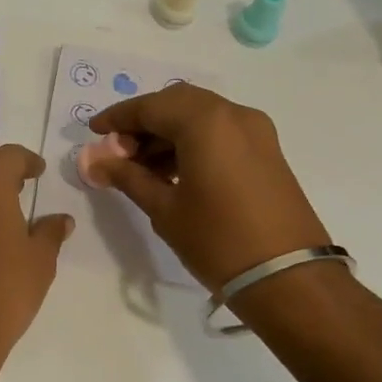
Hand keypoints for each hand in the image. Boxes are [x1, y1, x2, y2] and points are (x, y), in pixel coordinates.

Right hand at [88, 84, 329, 291]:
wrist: (288, 278)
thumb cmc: (217, 240)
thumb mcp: (164, 208)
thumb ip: (127, 177)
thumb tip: (93, 161)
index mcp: (205, 122)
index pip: (150, 106)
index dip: (118, 118)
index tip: (93, 132)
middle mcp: (233, 114)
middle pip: (176, 103)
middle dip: (143, 122)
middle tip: (117, 151)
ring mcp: (255, 132)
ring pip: (199, 116)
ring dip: (166, 133)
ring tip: (139, 167)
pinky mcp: (266, 151)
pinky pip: (219, 132)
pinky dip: (191, 142)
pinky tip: (171, 172)